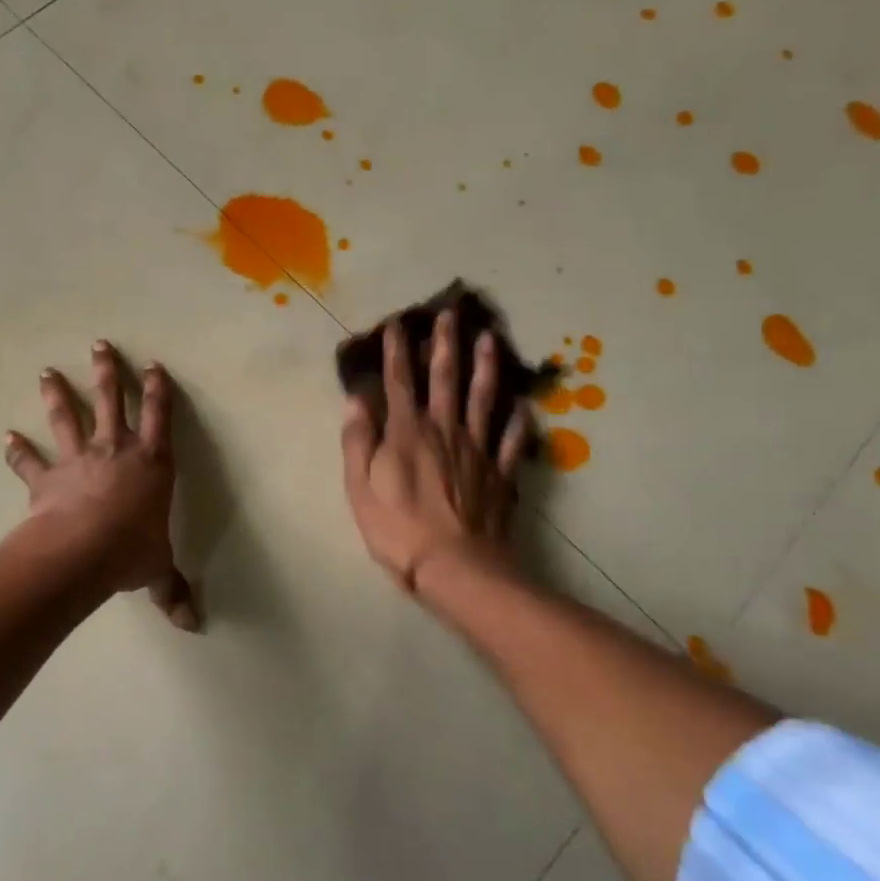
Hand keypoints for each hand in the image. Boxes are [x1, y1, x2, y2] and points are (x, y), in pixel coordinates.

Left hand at [5, 341, 197, 630]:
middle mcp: (116, 452)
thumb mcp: (157, 570)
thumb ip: (172, 590)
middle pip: (112, 402)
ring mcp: (79, 460)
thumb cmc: (130, 551)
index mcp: (151, 464)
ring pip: (69, 418)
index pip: (160, 418)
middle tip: (100, 345)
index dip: (158, 390)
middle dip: (108, 373)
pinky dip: (17, 451)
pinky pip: (30, 462)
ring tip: (46, 372)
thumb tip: (193, 625)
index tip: (154, 365)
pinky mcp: (48, 478)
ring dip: (57, 394)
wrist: (82, 551)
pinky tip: (6, 437)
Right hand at [340, 312, 526, 594]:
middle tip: (452, 313)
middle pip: (446, 379)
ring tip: (491, 339)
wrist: (456, 567)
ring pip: (483, 399)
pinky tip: (523, 406)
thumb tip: (356, 400)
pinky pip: (510, 441)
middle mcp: (444, 431)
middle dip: (446, 344)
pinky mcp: (499, 474)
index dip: (397, 351)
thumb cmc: (397, 529)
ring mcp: (476, 450)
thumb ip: (358, 441)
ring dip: (486, 367)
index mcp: (406, 433)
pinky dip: (517, 422)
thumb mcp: (359, 487)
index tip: (397, 324)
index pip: (399, 382)